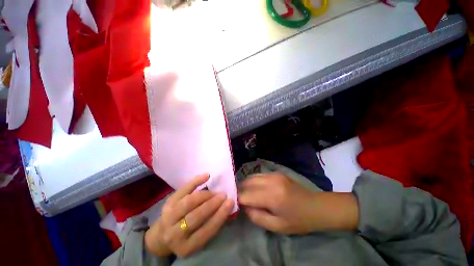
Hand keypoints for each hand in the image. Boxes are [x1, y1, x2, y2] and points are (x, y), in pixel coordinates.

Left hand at [145, 174, 233, 257]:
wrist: (162, 236)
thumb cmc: (186, 237)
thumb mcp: (198, 239)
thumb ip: (211, 225)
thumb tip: (226, 207)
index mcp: (186, 247)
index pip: (206, 231)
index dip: (220, 215)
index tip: (230, 202)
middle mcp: (174, 233)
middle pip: (196, 216)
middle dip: (212, 204)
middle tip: (223, 195)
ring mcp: (168, 217)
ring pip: (189, 202)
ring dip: (205, 194)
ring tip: (215, 191)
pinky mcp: (168, 203)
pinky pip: (183, 189)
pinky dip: (196, 181)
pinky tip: (206, 176)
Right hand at [238, 173, 358, 233]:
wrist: (316, 206)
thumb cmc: (299, 220)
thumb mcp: (277, 226)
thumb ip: (257, 217)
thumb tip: (244, 207)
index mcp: (272, 196)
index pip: (246, 195)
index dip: (239, 200)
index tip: (237, 206)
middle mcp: (271, 181)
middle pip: (247, 182)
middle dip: (241, 191)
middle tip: (242, 201)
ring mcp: (274, 174)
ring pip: (252, 176)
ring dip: (246, 185)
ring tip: (248, 194)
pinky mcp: (276, 172)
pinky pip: (259, 174)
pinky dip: (254, 181)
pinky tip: (257, 188)